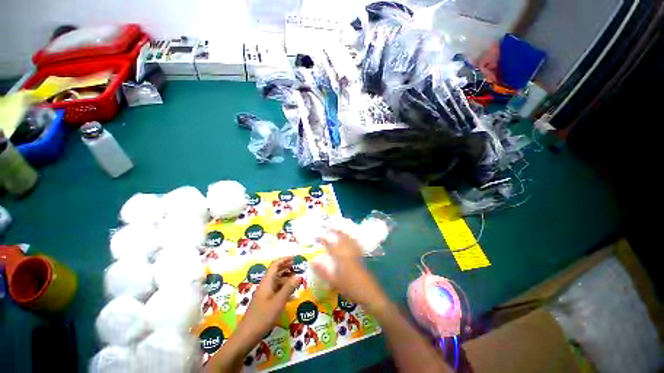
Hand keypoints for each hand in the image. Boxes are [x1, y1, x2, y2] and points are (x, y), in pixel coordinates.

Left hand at [237, 257, 301, 340]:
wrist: (246, 337)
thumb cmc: (263, 317)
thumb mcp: (278, 302)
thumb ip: (288, 288)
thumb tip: (299, 276)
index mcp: (266, 283)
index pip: (275, 265)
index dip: (284, 260)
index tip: (294, 258)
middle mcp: (264, 286)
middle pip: (275, 272)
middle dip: (285, 267)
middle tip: (296, 265)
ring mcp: (264, 295)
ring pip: (276, 282)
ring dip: (286, 279)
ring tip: (296, 280)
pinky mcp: (264, 303)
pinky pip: (275, 291)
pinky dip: (284, 290)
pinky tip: (291, 295)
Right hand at [313, 228, 389, 312]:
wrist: (368, 292)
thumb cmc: (349, 287)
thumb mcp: (333, 281)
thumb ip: (322, 270)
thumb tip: (312, 261)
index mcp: (340, 256)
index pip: (329, 243)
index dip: (322, 238)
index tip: (316, 236)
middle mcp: (348, 251)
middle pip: (341, 236)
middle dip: (334, 229)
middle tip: (328, 225)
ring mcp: (355, 252)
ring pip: (349, 238)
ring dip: (343, 231)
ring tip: (338, 227)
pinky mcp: (361, 256)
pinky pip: (355, 242)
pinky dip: (351, 238)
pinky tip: (351, 238)